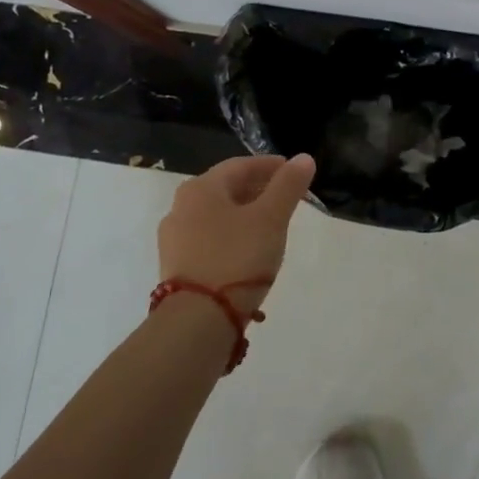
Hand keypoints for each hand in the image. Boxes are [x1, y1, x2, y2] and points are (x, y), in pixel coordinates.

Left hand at [157, 154, 317, 311]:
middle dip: (258, 190)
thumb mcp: (271, 219)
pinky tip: (248, 251)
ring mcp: (174, 239)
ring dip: (245, 214)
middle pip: (226, 189)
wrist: (197, 320)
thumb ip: (288, 186)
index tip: (293, 172)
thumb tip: (303, 158)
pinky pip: (209, 239)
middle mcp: (180, 207)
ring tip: (271, 226)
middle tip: (286, 198)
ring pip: (217, 216)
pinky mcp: (176, 266)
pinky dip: (231, 236)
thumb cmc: (237, 258)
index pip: (240, 165)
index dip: (270, 166)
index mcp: (201, 188)